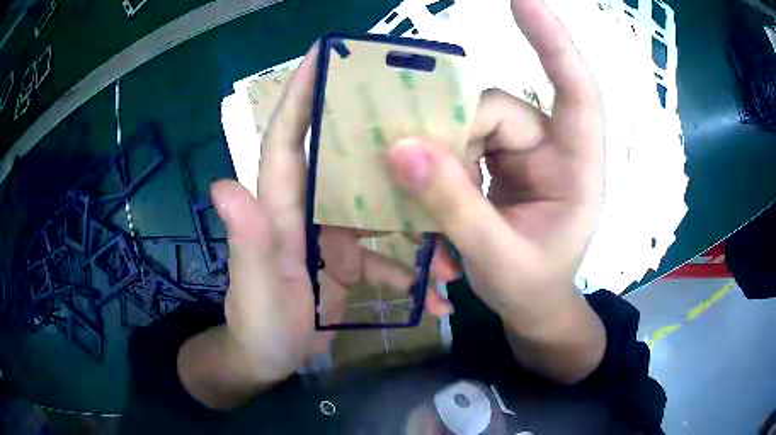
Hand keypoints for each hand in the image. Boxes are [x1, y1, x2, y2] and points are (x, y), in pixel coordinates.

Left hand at [179, 44, 456, 408]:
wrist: (268, 358)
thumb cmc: (257, 323)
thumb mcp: (255, 287)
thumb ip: (247, 242)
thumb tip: (223, 186)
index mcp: (281, 205)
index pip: (288, 135)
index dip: (303, 92)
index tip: (327, 51)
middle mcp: (309, 208)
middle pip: (346, 156)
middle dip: (381, 132)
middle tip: (426, 116)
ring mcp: (334, 234)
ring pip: (380, 207)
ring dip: (417, 219)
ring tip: (455, 230)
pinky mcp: (351, 260)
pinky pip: (388, 254)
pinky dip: (413, 270)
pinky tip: (437, 292)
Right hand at [386, 0, 605, 382]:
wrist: (531, 307)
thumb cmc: (532, 288)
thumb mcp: (497, 257)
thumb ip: (455, 207)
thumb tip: (402, 149)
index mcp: (578, 168)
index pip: (577, 90)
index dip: (552, 42)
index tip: (522, 0)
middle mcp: (552, 149)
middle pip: (497, 110)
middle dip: (454, 135)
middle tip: (416, 172)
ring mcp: (523, 154)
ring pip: (471, 124)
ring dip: (440, 152)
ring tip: (418, 193)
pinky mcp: (498, 162)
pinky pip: (461, 141)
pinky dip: (437, 159)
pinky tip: (422, 185)